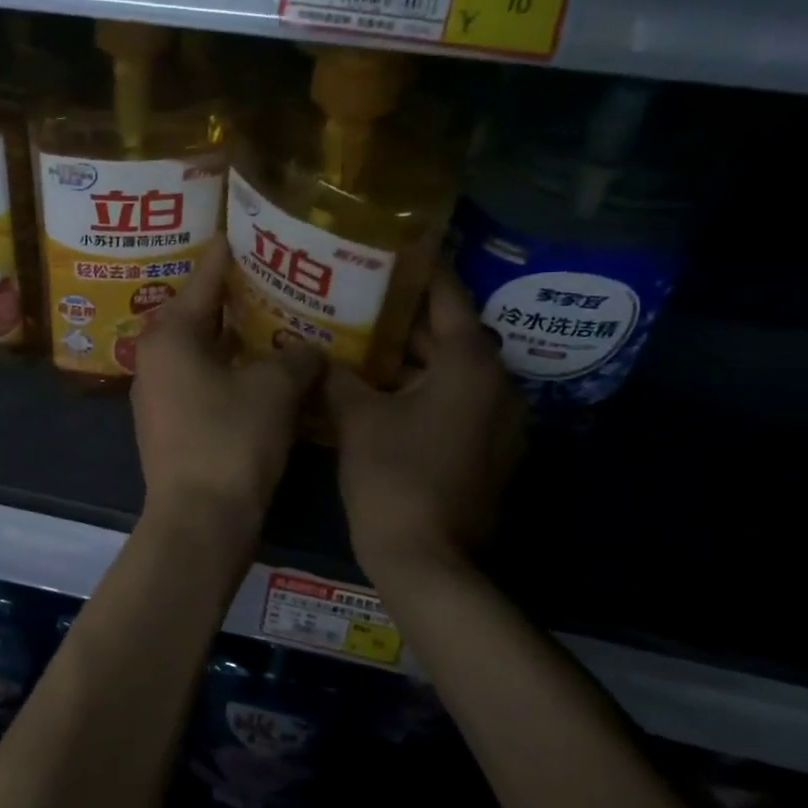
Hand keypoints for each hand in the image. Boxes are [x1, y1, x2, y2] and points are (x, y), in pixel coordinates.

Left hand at [131, 246, 321, 529]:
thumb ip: (296, 356)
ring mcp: (158, 393)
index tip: (258, 228)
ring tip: (280, 319)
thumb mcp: (275, 389)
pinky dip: (231, 370)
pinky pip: (203, 380)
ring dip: (238, 338)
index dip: (234, 251)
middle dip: (240, 296)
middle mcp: (154, 355)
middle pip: (201, 311)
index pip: (206, 274)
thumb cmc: (231, 440)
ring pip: (203, 349)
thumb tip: (308, 348)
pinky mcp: (170, 424)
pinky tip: (266, 371)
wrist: (199, 521)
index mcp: (170, 333)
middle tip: (281, 274)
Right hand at [326, 267, 526, 582]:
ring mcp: (497, 421)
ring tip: (361, 337)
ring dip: (410, 356)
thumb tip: (311, 351)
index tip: (390, 247)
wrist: (427, 560)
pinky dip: (421, 389)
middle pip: (448, 333)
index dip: (418, 269)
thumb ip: (336, 375)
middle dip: (403, 317)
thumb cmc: (393, 477)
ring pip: (449, 371)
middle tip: (357, 295)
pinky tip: (379, 387)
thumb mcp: (356, 418)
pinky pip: (453, 401)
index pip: (447, 295)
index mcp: (470, 364)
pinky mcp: (487, 449)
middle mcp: (496, 384)